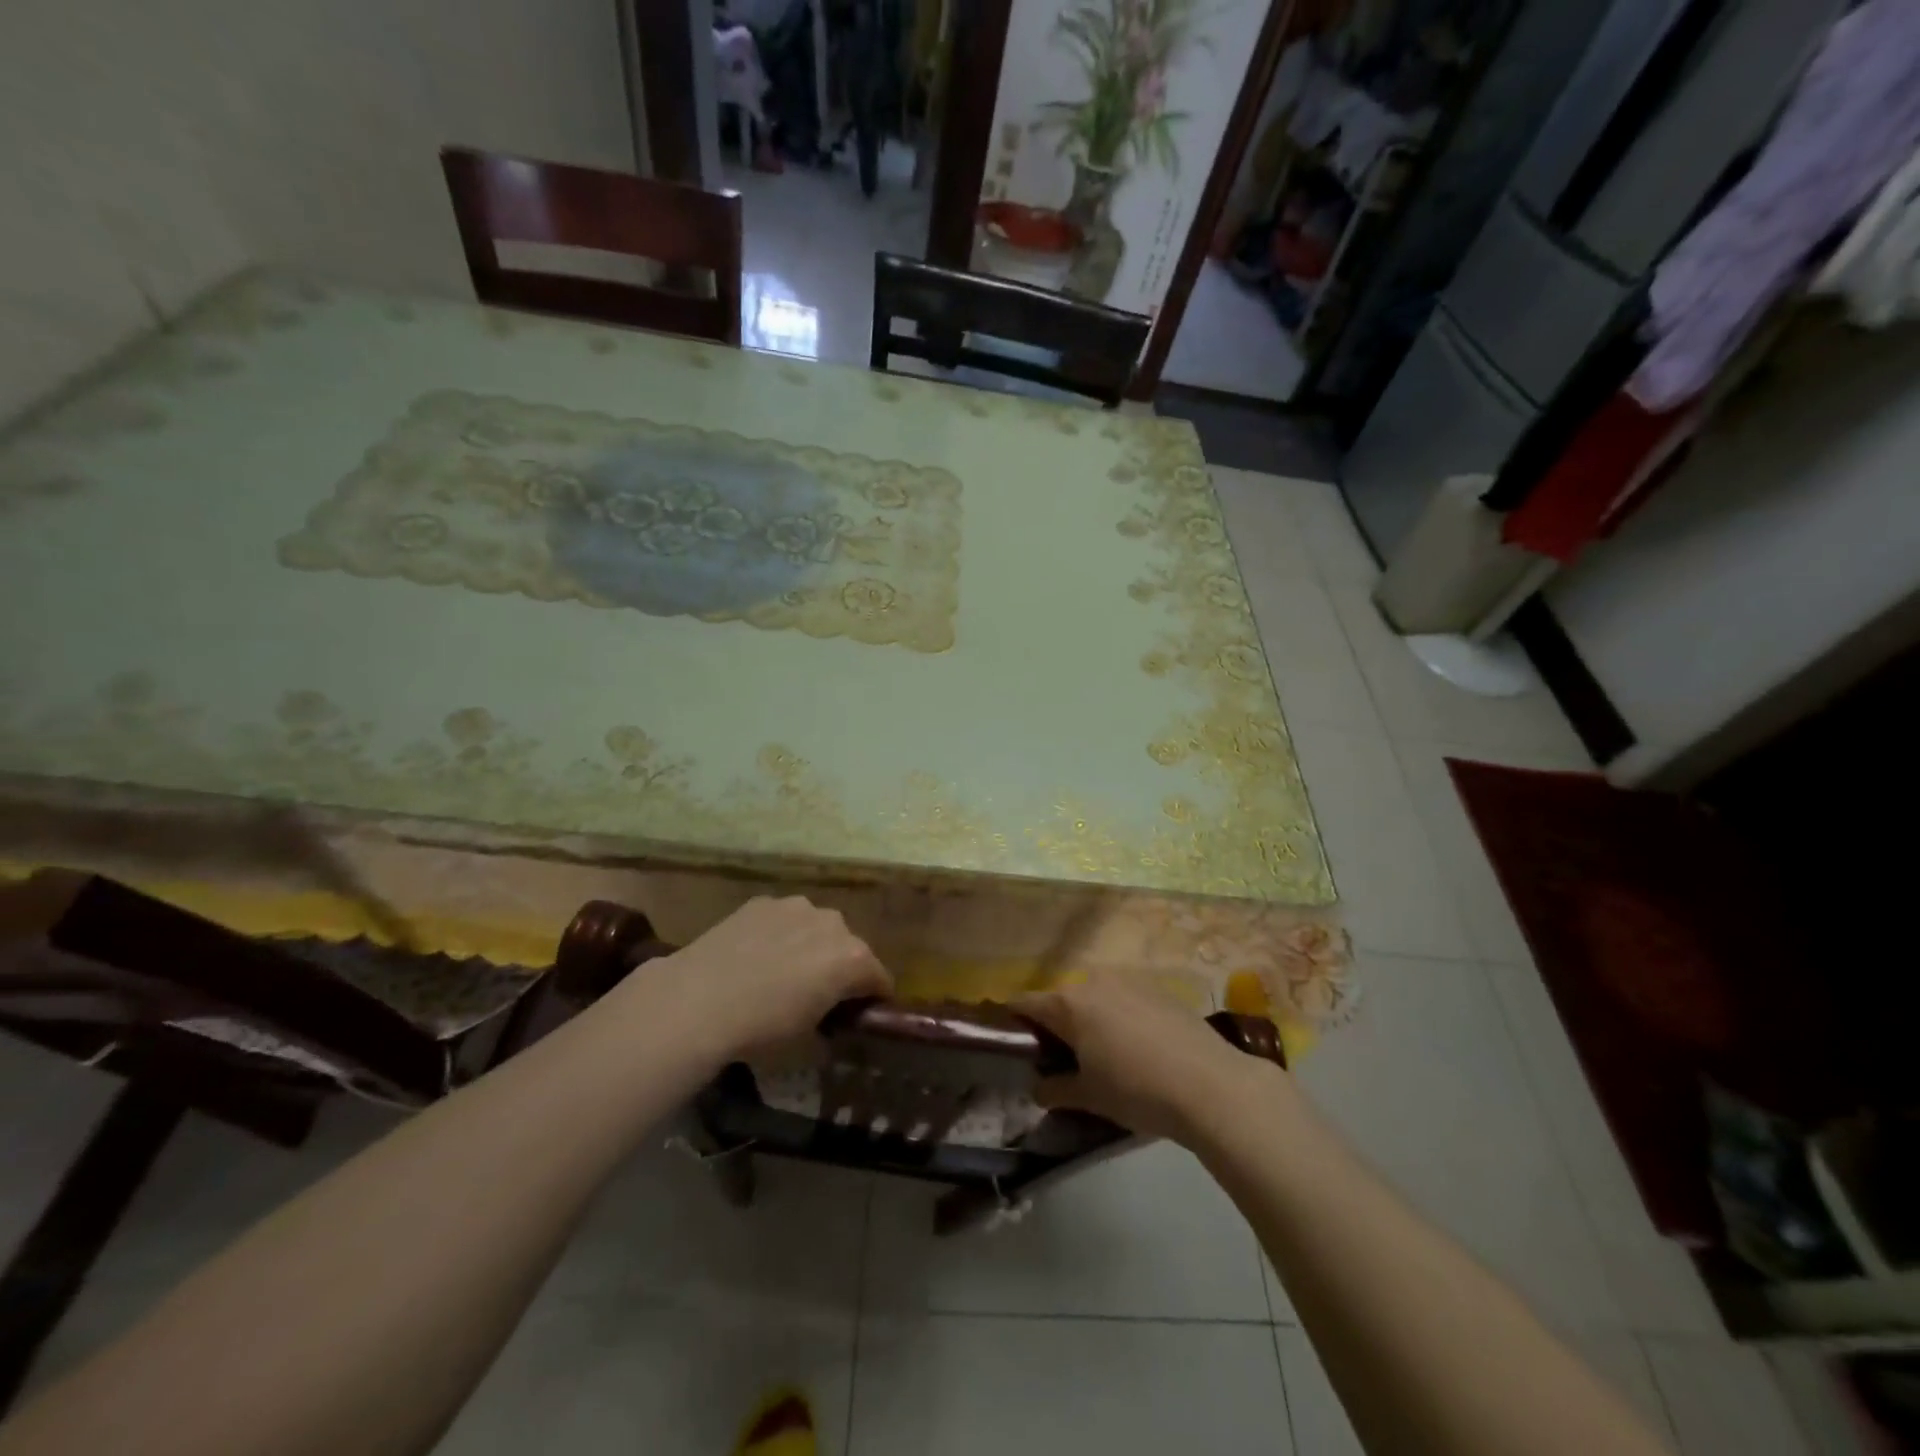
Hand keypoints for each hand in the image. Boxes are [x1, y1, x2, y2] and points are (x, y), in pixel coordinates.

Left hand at [663, 896, 891, 1059]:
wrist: (699, 1000)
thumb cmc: (762, 1029)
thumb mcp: (806, 1043)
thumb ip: (829, 1028)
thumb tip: (828, 1027)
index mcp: (853, 959)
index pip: (879, 979)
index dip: (872, 999)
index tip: (856, 1015)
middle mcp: (833, 923)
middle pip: (849, 948)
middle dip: (840, 968)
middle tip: (816, 995)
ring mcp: (797, 906)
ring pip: (816, 927)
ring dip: (810, 945)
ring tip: (780, 972)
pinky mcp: (763, 901)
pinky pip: (783, 920)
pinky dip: (778, 934)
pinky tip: (754, 956)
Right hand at [1013, 977, 1281, 1142]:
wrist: (1211, 1084)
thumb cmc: (1137, 1090)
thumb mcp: (1089, 1097)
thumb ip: (1055, 1089)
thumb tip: (1036, 1088)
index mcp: (1069, 1004)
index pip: (1025, 1003)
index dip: (1014, 1021)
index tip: (1013, 1041)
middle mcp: (1094, 982)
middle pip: (1062, 999)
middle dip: (1056, 1024)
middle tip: (1061, 1058)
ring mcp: (1129, 981)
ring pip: (1095, 997)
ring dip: (1090, 1019)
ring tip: (1102, 1053)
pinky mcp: (1159, 989)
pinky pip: (1125, 999)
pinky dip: (1120, 1016)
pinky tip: (1137, 1047)